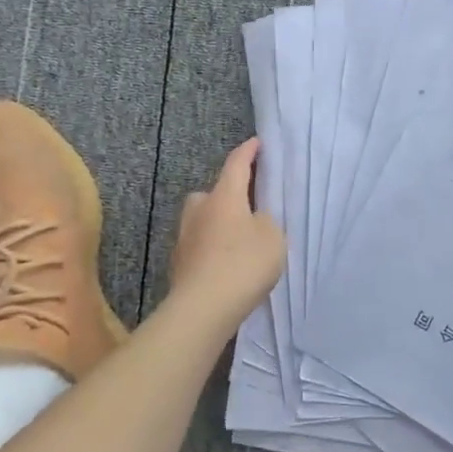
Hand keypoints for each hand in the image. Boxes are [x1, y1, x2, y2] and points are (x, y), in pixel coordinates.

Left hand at [168, 138, 286, 327]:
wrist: (202, 308)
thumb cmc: (243, 264)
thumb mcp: (272, 237)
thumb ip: (266, 221)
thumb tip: (253, 220)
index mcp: (224, 196)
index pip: (236, 164)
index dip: (248, 152)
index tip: (257, 143)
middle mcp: (200, 209)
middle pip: (214, 192)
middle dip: (229, 194)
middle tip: (248, 205)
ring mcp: (185, 236)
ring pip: (204, 220)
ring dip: (218, 224)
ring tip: (239, 240)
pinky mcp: (179, 263)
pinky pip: (200, 245)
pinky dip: (212, 248)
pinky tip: (226, 264)